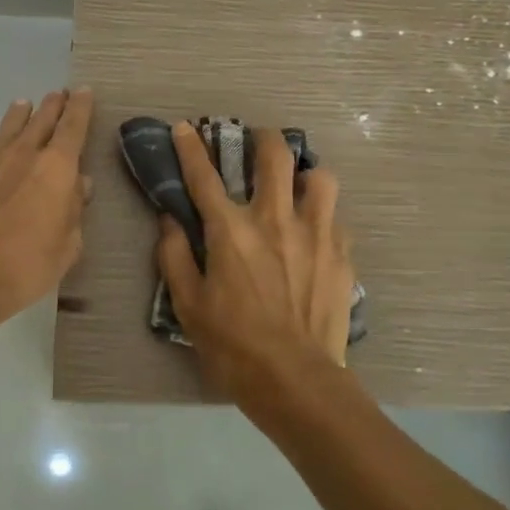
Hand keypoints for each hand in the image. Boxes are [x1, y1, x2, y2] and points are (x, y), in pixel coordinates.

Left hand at [0, 89, 94, 336]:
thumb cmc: (25, 267)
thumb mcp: (67, 246)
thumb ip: (74, 211)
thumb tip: (78, 185)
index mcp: (56, 169)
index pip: (73, 127)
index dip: (80, 107)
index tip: (83, 91)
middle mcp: (22, 156)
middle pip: (41, 121)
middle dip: (52, 106)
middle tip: (58, 94)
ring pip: (7, 130)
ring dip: (19, 116)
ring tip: (24, 104)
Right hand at [155, 121, 354, 407]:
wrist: (296, 381)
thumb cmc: (234, 345)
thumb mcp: (188, 305)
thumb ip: (174, 256)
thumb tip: (169, 221)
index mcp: (231, 231)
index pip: (204, 176)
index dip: (190, 148)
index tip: (184, 127)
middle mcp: (275, 219)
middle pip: (275, 155)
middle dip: (263, 138)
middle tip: (257, 143)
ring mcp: (315, 233)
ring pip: (320, 176)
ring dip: (305, 174)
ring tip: (298, 186)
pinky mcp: (341, 254)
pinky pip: (336, 217)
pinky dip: (323, 216)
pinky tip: (315, 233)